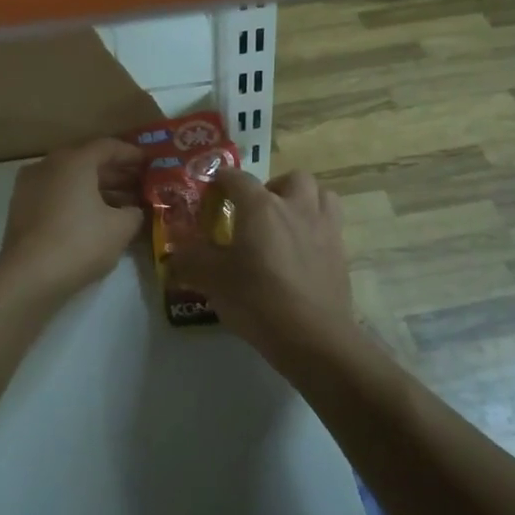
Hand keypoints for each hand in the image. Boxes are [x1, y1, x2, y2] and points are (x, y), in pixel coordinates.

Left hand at [0, 138, 146, 301]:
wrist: (28, 277)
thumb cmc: (80, 243)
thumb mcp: (121, 228)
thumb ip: (134, 212)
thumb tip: (133, 210)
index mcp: (74, 160)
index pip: (108, 146)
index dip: (131, 154)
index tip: (148, 162)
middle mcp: (48, 165)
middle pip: (87, 161)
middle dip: (115, 173)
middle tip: (138, 184)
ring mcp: (30, 186)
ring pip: (70, 180)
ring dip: (96, 189)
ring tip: (121, 205)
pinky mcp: (21, 208)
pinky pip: (56, 195)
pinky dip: (76, 200)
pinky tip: (93, 218)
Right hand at [171, 168, 354, 346]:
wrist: (313, 337)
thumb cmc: (258, 300)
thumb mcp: (213, 280)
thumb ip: (190, 261)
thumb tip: (174, 255)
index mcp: (261, 206)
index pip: (237, 178)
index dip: (221, 180)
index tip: (211, 192)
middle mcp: (296, 206)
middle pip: (291, 177)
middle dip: (273, 187)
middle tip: (257, 211)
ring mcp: (324, 227)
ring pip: (320, 194)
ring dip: (303, 200)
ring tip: (287, 222)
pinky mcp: (341, 251)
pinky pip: (331, 223)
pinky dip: (317, 226)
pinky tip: (303, 250)